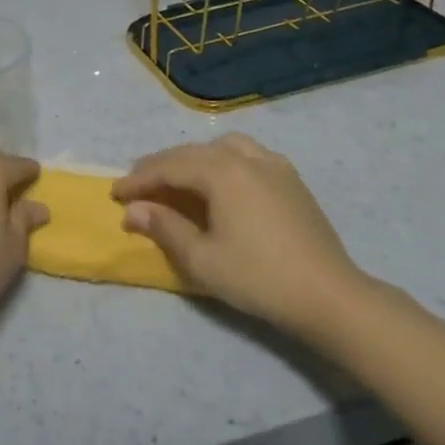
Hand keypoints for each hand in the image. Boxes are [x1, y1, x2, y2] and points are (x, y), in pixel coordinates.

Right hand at [112, 134, 365, 339]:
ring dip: (193, 159)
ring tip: (178, 179)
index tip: (115, 194)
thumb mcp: (202, 258)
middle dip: (161, 166)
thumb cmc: (259, 277)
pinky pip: (248, 156)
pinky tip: (222, 183)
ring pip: (222, 148)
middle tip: (138, 185)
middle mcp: (246, 157)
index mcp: (221, 171)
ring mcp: (274, 165)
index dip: (139, 180)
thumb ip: (164, 227)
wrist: (330, 296)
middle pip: (193, 153)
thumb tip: (132, 211)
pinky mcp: (292, 180)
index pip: (168, 167)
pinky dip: (223, 162)